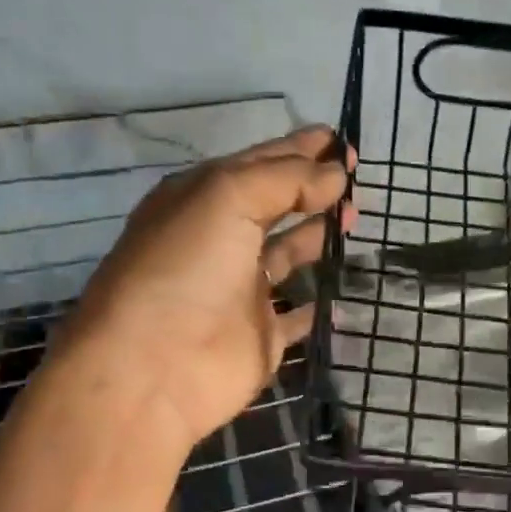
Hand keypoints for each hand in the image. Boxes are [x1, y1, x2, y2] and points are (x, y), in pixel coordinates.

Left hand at [56, 126, 352, 449]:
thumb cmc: (185, 268)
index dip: (301, 149)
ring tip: (357, 218)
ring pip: (289, 253)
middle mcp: (221, 240)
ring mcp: (242, 289)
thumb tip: (334, 175)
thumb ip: (286, 179)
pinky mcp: (261, 334)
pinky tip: (348, 287)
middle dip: (314, 188)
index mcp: (202, 199)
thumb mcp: (227, 199)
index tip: (343, 142)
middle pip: (276, 204)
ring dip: (319, 235)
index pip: (260, 163)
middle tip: (357, 178)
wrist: (153, 369)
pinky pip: (300, 313)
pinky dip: (323, 303)